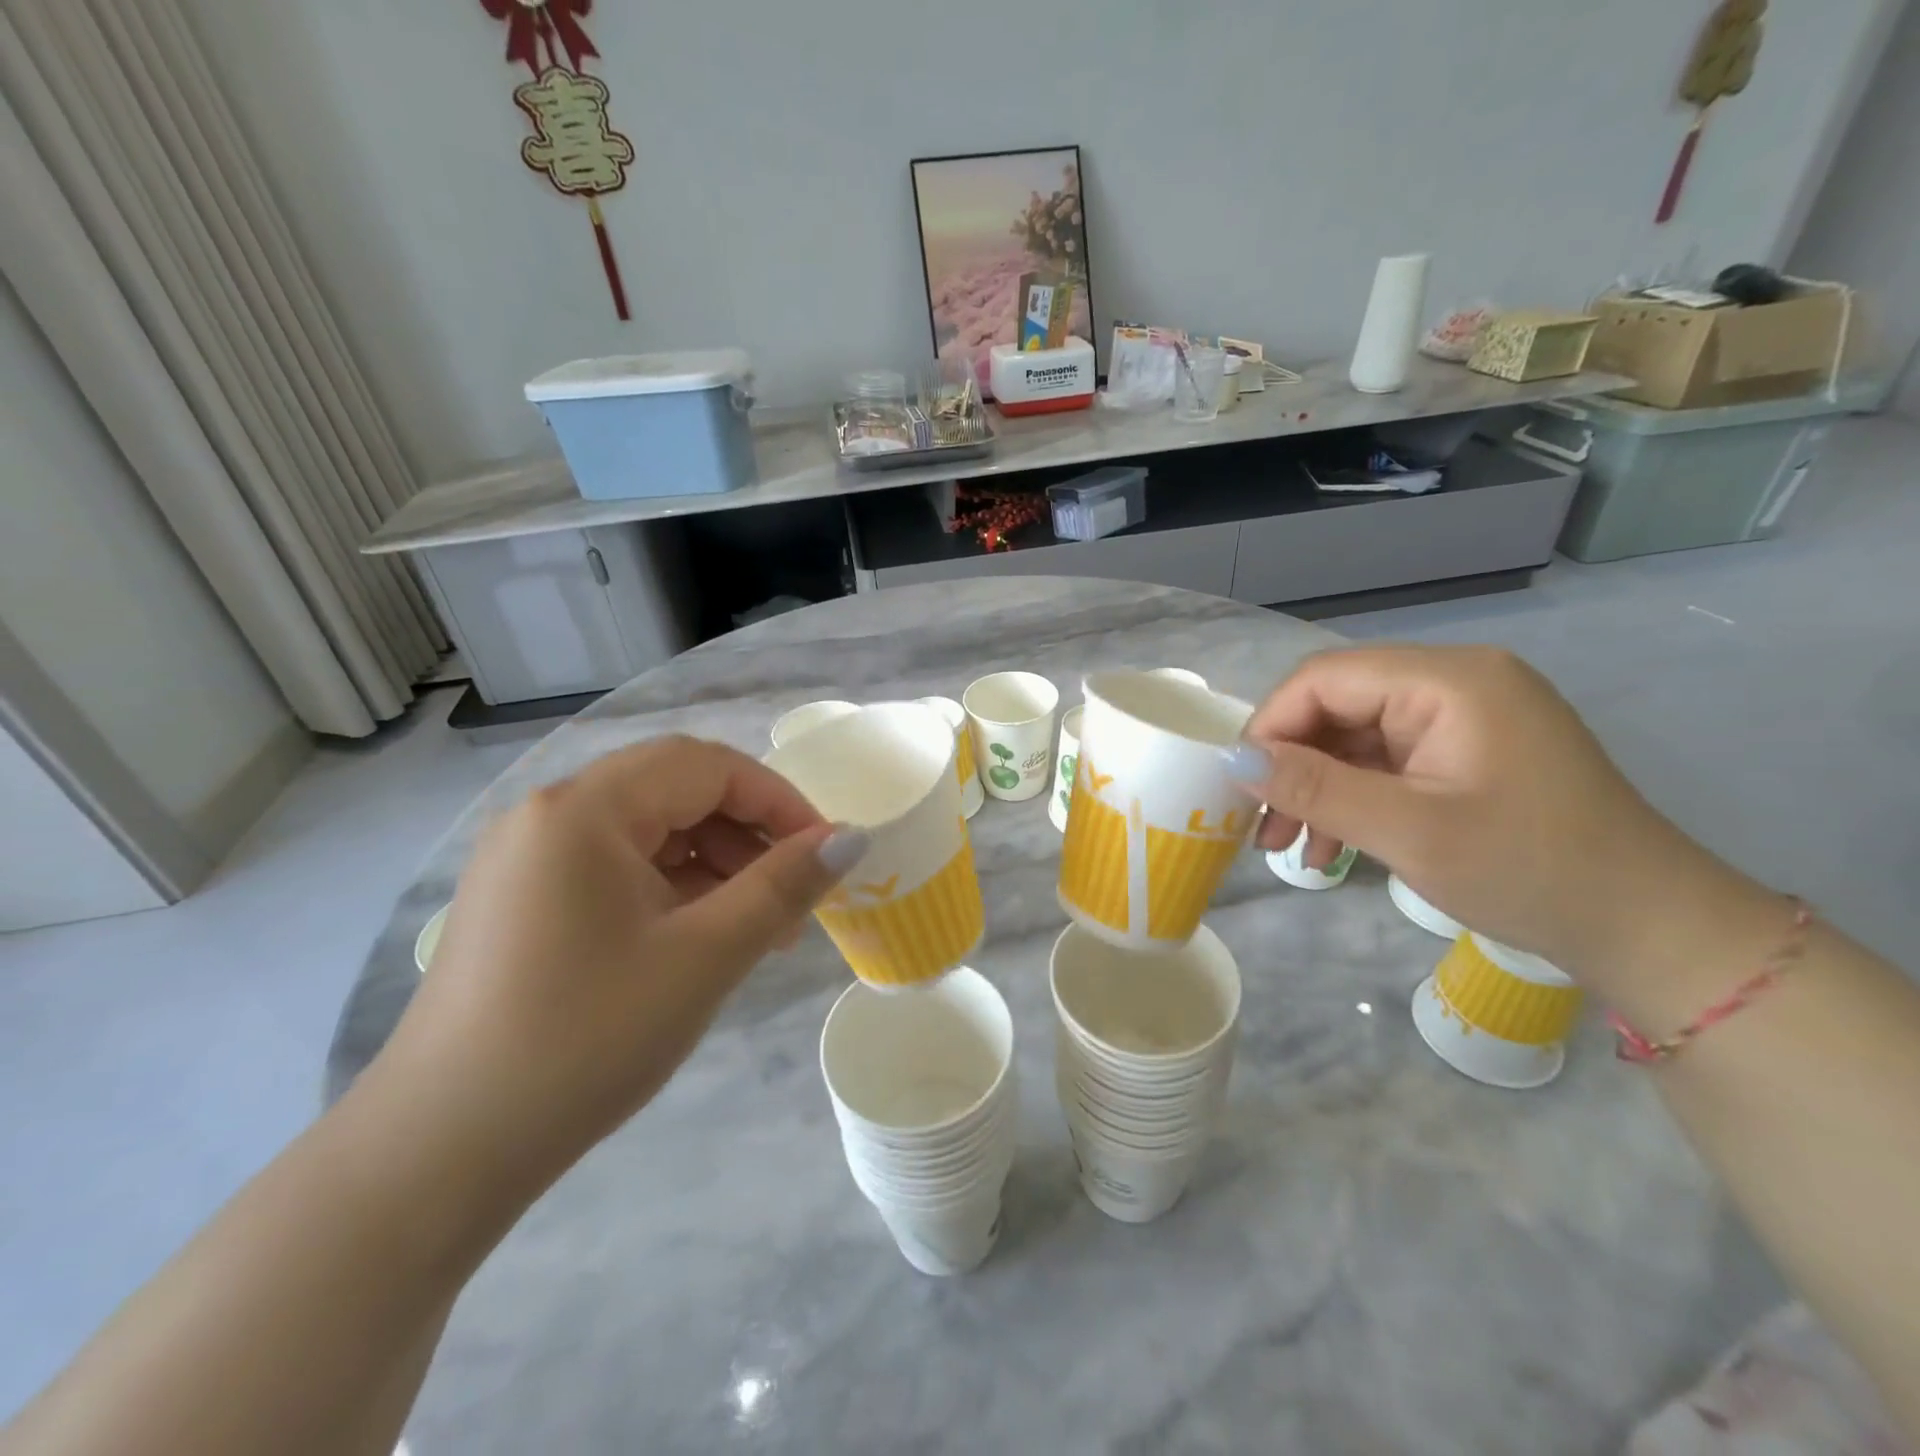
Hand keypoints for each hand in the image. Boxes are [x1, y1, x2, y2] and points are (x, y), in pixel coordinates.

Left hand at [369, 736, 863, 1196]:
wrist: (438, 1155)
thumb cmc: (585, 1039)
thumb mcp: (704, 956)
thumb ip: (784, 886)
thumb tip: (853, 837)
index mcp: (585, 809)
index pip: (707, 766)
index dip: (778, 800)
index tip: (824, 851)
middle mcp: (549, 814)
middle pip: (675, 791)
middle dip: (748, 833)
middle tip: (795, 894)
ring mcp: (528, 858)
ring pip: (648, 830)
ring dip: (714, 863)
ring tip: (757, 928)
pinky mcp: (522, 900)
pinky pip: (616, 867)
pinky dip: (672, 888)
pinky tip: (700, 938)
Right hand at [1236, 645, 1710, 984]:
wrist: (1646, 928)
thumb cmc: (1529, 871)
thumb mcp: (1408, 831)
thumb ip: (1315, 787)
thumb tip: (1232, 758)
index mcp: (1448, 681)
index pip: (1324, 678)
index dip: (1270, 725)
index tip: (1239, 784)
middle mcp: (1454, 683)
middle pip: (1336, 705)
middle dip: (1290, 765)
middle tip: (1260, 826)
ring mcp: (1461, 719)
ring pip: (1353, 738)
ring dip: (1314, 788)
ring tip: (1286, 845)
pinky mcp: (1464, 753)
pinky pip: (1384, 762)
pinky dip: (1350, 799)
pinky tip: (1330, 846)